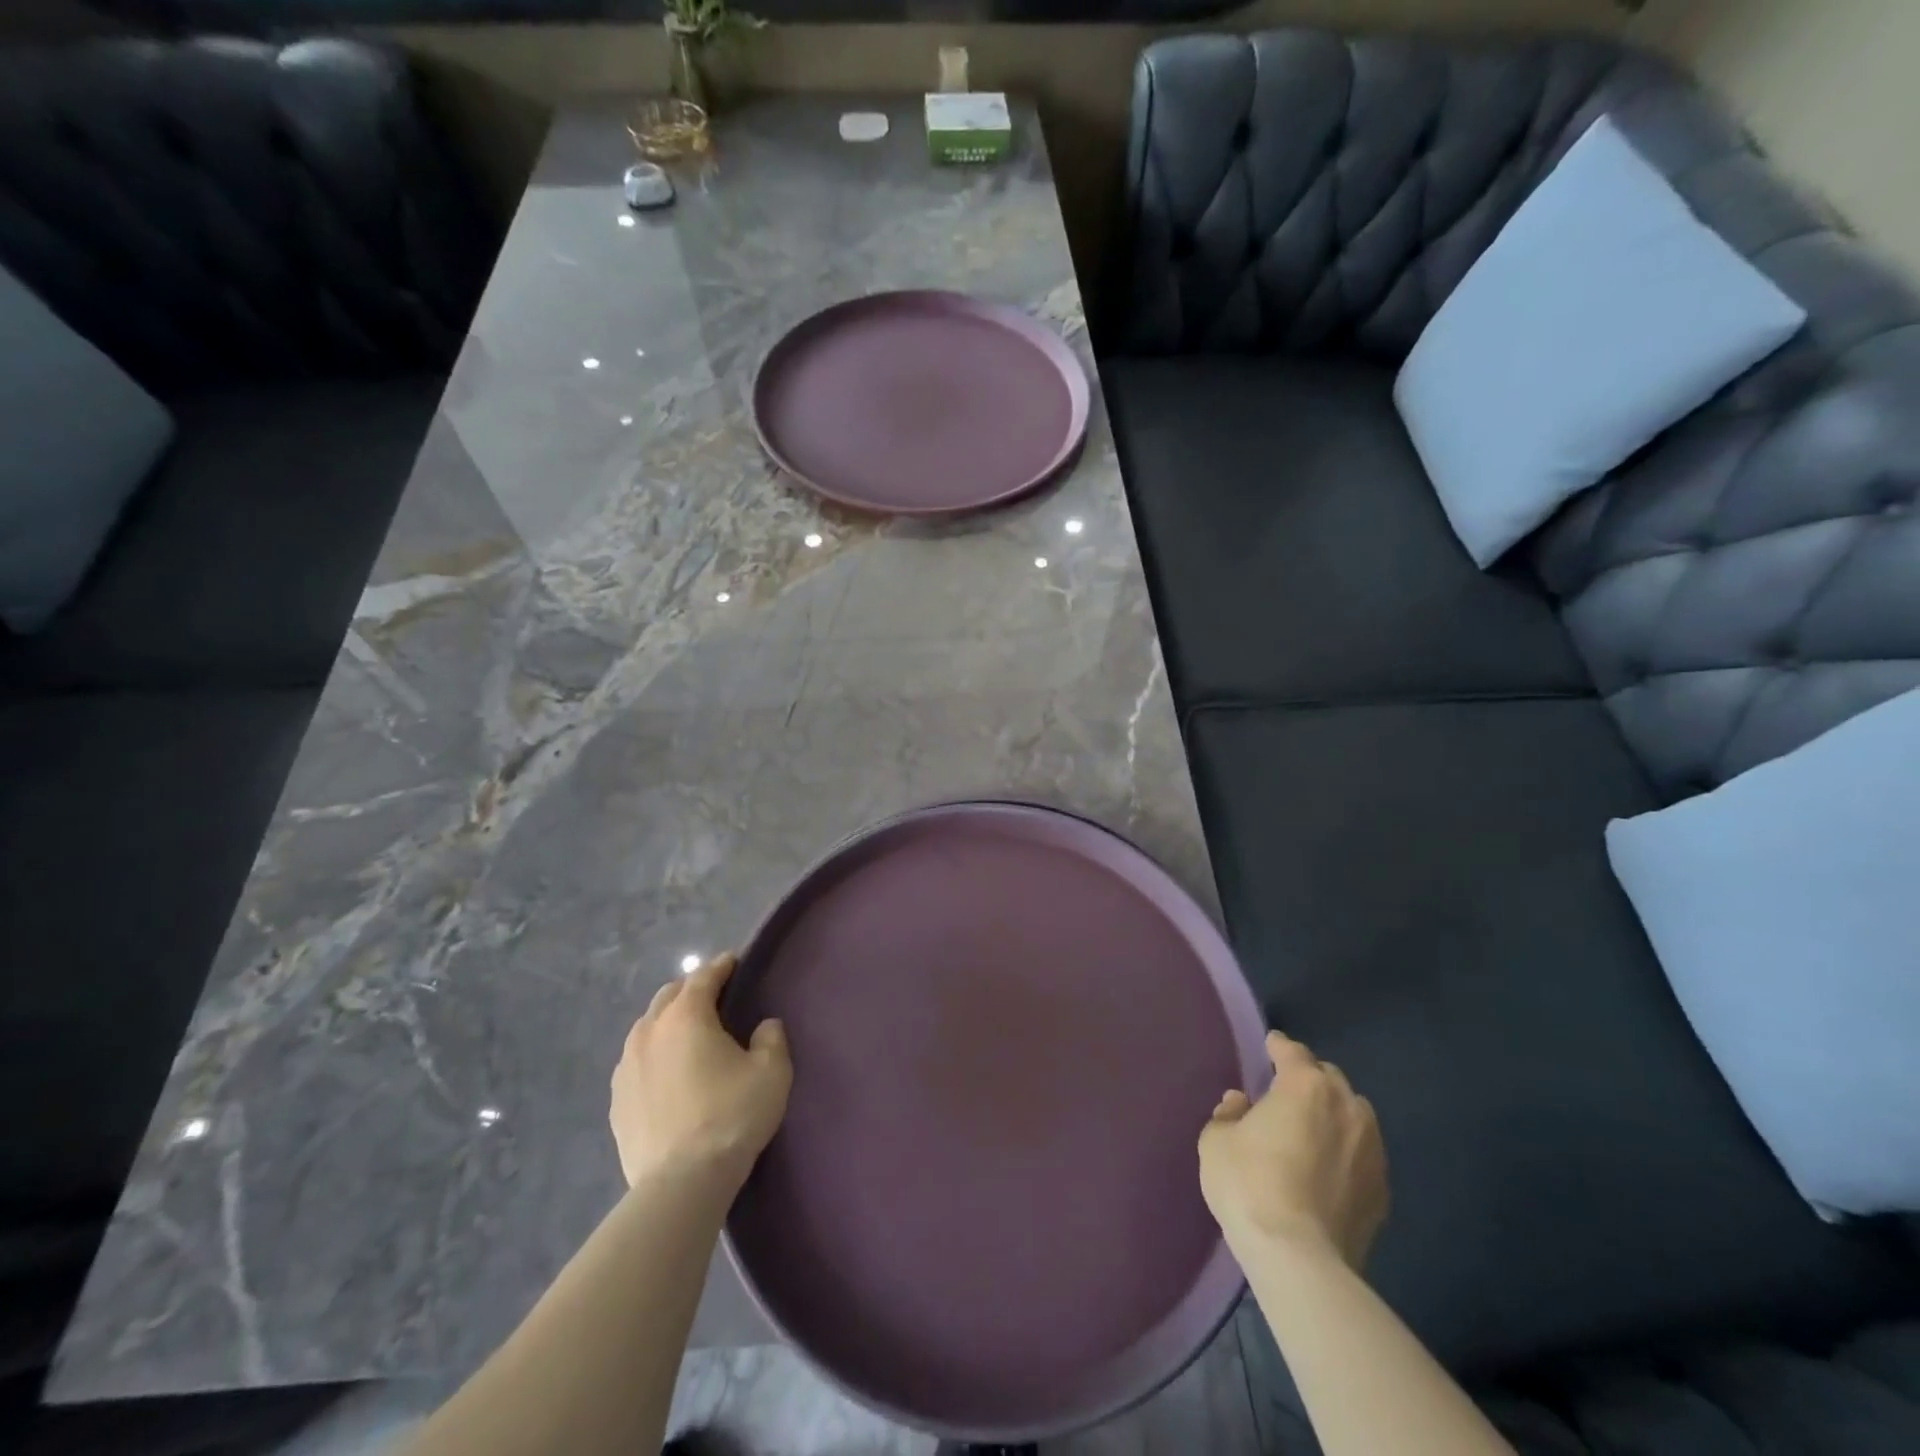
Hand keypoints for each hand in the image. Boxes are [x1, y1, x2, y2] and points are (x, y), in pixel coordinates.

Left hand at [610, 953, 791, 1194]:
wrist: (681, 1182)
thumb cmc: (731, 1116)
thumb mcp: (772, 1071)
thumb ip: (771, 1038)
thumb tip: (763, 1026)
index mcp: (686, 1016)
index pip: (703, 976)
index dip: (721, 966)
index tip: (734, 962)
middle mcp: (649, 1031)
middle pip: (669, 995)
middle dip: (691, 989)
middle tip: (714, 998)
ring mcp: (626, 1066)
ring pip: (647, 1027)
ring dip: (668, 1021)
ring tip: (688, 1035)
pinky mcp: (616, 1100)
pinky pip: (636, 1061)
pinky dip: (653, 1054)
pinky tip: (667, 1072)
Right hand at [1198, 1030, 1388, 1269]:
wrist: (1300, 1260)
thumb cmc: (1250, 1185)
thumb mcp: (1217, 1141)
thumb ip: (1229, 1113)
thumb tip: (1242, 1103)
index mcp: (1305, 1086)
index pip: (1292, 1052)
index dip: (1278, 1046)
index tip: (1270, 1046)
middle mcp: (1346, 1107)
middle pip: (1328, 1078)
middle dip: (1308, 1079)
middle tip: (1286, 1093)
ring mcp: (1372, 1150)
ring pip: (1353, 1115)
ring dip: (1334, 1113)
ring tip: (1312, 1130)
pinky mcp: (1383, 1191)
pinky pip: (1362, 1155)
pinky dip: (1346, 1152)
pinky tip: (1328, 1170)